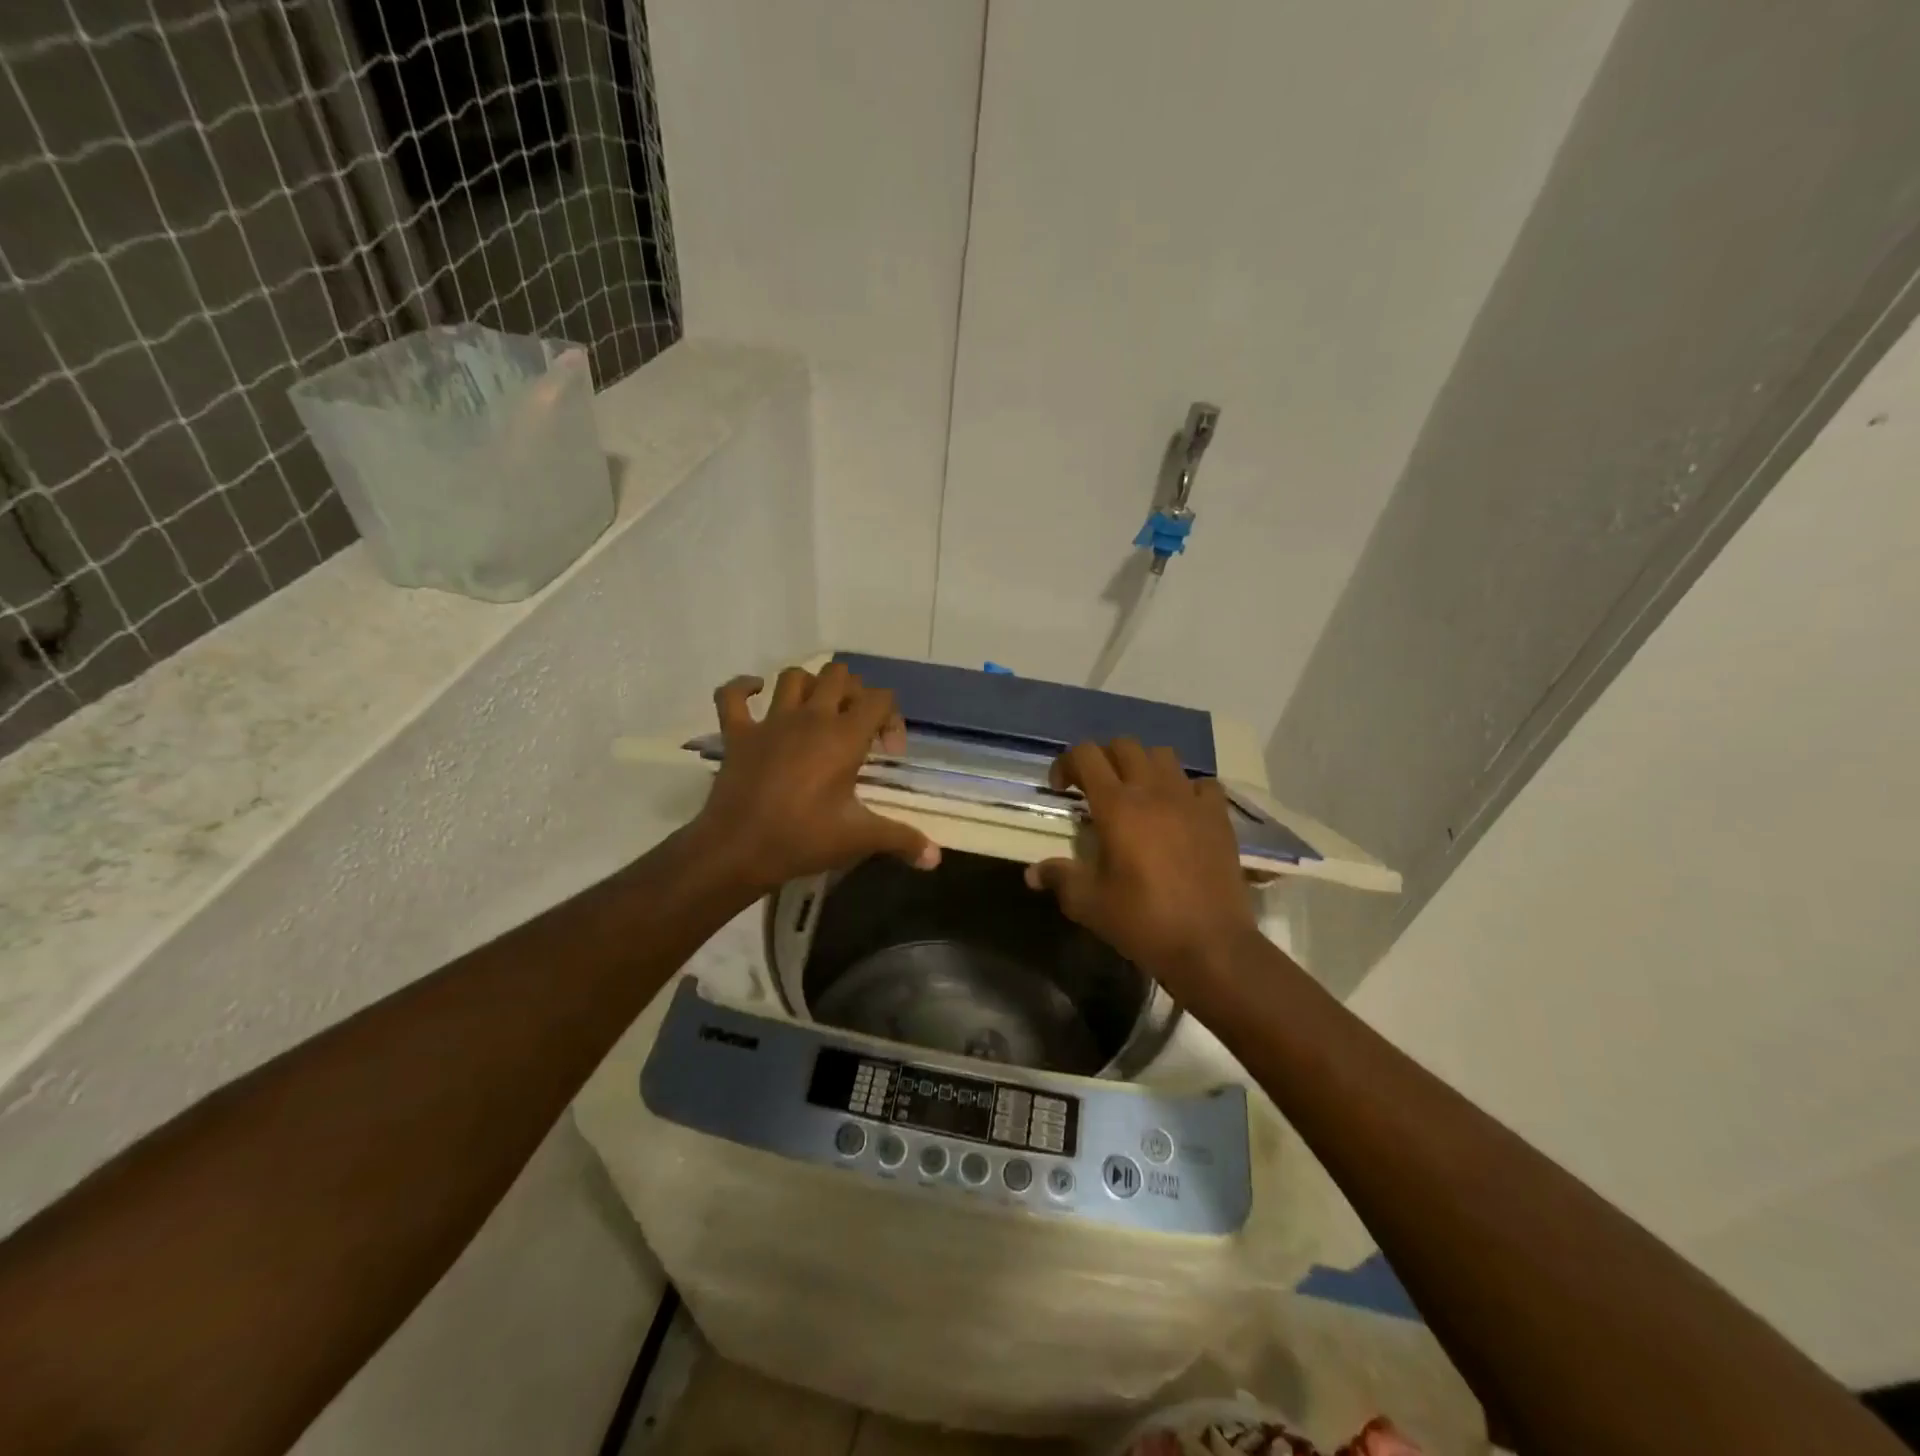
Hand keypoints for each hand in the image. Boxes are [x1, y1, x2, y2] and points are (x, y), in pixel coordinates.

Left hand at [690, 663, 939, 893]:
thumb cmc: (803, 839)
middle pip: (838, 675)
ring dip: (809, 686)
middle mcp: (810, 717)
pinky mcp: (737, 734)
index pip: (879, 698)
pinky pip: (731, 695)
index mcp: (843, 736)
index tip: (888, 753)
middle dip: (853, 693)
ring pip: (793, 677)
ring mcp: (770, 722)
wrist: (738, 850)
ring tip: (817, 710)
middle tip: (855, 727)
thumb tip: (935, 858)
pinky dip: (743, 688)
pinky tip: (755, 693)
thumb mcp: (859, 838)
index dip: (891, 718)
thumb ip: (902, 840)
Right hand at [1025, 739, 1259, 995]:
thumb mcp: (1089, 904)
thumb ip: (1059, 878)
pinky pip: (1202, 784)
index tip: (1061, 790)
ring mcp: (1190, 801)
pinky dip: (1186, 789)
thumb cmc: (1143, 921)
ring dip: (1143, 766)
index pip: (1086, 755)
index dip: (1067, 763)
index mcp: (1117, 806)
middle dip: (1103, 759)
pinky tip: (1180, 812)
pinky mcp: (1218, 817)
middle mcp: (1153, 791)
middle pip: (1124, 746)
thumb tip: (1032, 873)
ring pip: (1163, 756)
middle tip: (1095, 789)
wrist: (1210, 945)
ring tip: (1136, 795)